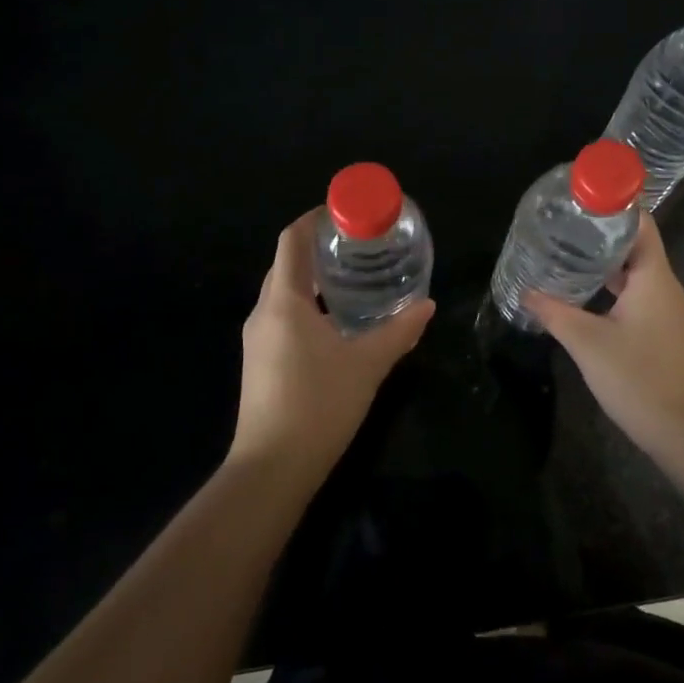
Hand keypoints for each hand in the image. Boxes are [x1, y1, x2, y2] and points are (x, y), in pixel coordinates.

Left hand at [232, 211, 435, 476]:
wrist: (271, 470)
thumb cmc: (318, 405)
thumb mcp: (367, 364)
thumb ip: (398, 331)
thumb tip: (427, 306)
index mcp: (284, 301)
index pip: (292, 240)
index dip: (315, 219)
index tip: (345, 213)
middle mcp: (263, 312)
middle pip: (287, 263)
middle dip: (319, 248)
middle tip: (360, 245)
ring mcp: (256, 339)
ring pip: (284, 292)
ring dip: (314, 279)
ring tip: (353, 279)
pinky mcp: (259, 362)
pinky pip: (282, 316)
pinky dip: (308, 306)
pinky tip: (336, 322)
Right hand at [523, 221, 683, 447]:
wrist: (682, 430)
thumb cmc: (637, 377)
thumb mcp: (587, 342)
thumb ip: (555, 313)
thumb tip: (526, 292)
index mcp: (653, 277)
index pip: (640, 224)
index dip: (615, 205)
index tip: (583, 197)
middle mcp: (665, 286)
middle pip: (636, 244)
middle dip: (603, 232)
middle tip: (565, 224)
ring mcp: (667, 309)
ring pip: (636, 271)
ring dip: (607, 261)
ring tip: (569, 251)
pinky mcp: (663, 329)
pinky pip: (638, 293)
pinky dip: (614, 285)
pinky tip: (587, 292)